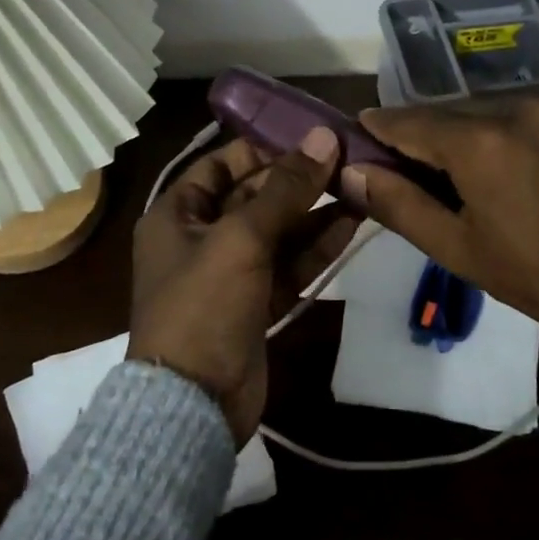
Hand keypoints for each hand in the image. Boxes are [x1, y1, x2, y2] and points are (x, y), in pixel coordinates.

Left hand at [129, 128, 357, 443]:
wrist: (194, 402)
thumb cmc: (203, 305)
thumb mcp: (241, 238)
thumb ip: (285, 189)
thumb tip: (324, 137)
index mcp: (178, 213)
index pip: (223, 164)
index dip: (265, 148)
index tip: (311, 136)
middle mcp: (202, 236)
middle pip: (256, 195)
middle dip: (300, 180)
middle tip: (348, 159)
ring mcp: (232, 271)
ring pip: (279, 230)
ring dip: (316, 211)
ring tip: (360, 186)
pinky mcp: (257, 301)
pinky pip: (290, 263)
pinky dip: (317, 246)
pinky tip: (351, 224)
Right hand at [343, 97, 538, 394]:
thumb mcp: (460, 250)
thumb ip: (399, 205)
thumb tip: (350, 174)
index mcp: (480, 140)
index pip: (408, 120)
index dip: (378, 128)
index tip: (358, 133)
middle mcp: (518, 104)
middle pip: (449, 111)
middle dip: (424, 134)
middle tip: (410, 168)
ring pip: (490, 107)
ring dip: (467, 131)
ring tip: (465, 171)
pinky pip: (529, 110)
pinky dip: (507, 128)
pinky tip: (514, 163)